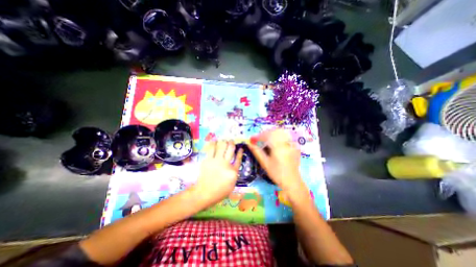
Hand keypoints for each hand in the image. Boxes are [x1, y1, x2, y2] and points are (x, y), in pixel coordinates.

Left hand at [191, 139, 241, 207]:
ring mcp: (216, 161)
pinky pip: (211, 149)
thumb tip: (235, 164)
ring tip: (224, 139)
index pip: (239, 159)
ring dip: (223, 141)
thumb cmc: (220, 191)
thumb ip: (235, 173)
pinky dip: (213, 143)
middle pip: (230, 149)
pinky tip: (215, 140)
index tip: (241, 148)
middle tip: (231, 140)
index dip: (240, 152)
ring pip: (221, 147)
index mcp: (233, 171)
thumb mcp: (232, 185)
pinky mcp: (207, 160)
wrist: (204, 193)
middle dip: (232, 143)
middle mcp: (226, 164)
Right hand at [250, 129, 304, 191]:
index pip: (267, 136)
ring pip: (281, 132)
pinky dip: (278, 136)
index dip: (258, 136)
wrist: (292, 181)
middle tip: (259, 139)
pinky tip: (275, 142)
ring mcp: (292, 144)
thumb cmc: (277, 174)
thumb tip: (249, 144)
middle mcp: (286, 143)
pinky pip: (286, 137)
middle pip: (274, 131)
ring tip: (266, 139)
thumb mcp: (265, 163)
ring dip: (272, 134)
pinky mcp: (294, 146)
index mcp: (278, 147)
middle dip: (265, 133)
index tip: (252, 139)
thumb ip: (257, 152)